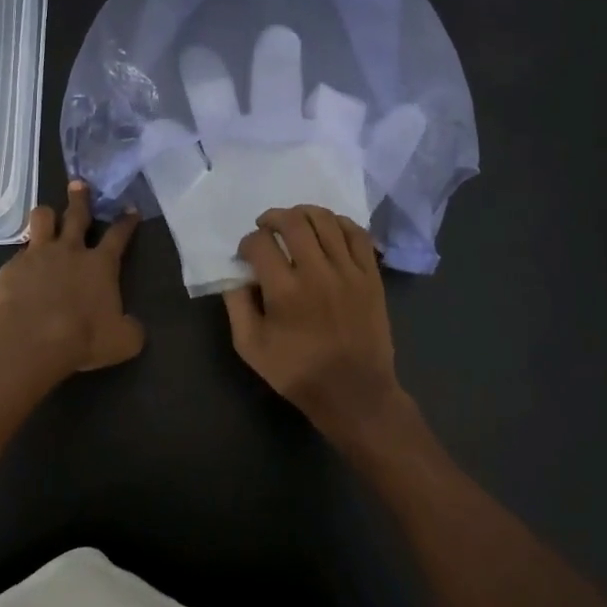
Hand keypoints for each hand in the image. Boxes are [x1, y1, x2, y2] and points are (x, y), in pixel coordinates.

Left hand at [0, 181, 143, 374]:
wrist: (30, 340)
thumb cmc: (82, 338)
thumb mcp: (122, 342)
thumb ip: (130, 329)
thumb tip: (132, 326)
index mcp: (101, 265)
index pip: (118, 235)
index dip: (126, 222)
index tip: (131, 209)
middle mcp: (70, 251)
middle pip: (76, 215)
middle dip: (80, 198)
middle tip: (79, 184)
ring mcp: (38, 255)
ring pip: (42, 219)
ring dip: (47, 215)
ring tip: (48, 215)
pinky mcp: (11, 267)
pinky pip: (19, 253)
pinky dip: (24, 256)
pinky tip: (22, 267)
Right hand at [222, 205, 406, 445]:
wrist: (354, 393)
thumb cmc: (298, 373)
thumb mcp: (251, 347)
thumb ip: (236, 306)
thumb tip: (234, 275)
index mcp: (284, 291)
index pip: (259, 243)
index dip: (246, 243)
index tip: (246, 255)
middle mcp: (317, 272)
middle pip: (293, 222)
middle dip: (272, 218)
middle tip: (265, 226)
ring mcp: (348, 271)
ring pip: (326, 221)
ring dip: (304, 213)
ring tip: (294, 222)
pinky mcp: (371, 276)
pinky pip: (357, 234)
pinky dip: (339, 223)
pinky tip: (328, 229)